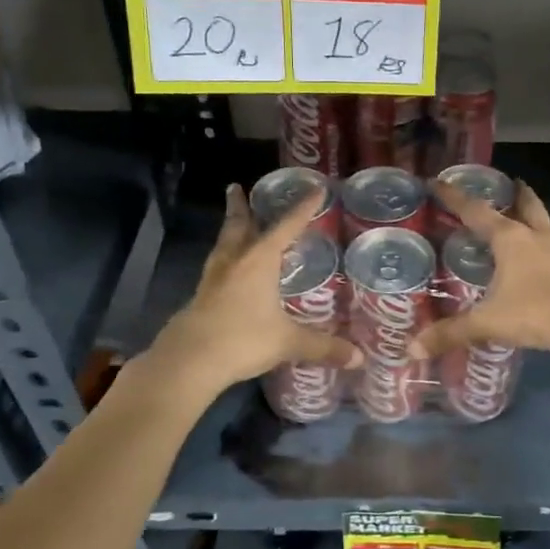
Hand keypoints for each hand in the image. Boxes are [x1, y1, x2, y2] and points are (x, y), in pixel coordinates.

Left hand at [152, 187, 359, 396]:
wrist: (189, 361)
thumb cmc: (242, 339)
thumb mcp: (288, 342)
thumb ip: (323, 347)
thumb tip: (360, 358)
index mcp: (259, 261)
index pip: (286, 227)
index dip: (302, 209)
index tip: (315, 188)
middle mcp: (234, 262)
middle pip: (238, 226)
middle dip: (240, 207)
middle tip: (235, 188)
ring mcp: (212, 279)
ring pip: (223, 245)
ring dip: (229, 230)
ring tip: (233, 222)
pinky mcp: (200, 298)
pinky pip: (215, 269)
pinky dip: (224, 259)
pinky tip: (227, 270)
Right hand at [411, 180, 549, 364]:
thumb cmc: (534, 313)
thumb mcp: (487, 323)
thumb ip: (450, 333)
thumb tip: (412, 349)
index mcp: (511, 239)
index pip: (476, 211)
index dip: (454, 197)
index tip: (437, 181)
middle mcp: (536, 237)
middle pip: (526, 205)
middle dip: (516, 194)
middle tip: (509, 183)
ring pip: (544, 224)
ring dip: (532, 217)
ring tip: (521, 219)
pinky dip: (543, 245)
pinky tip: (538, 258)